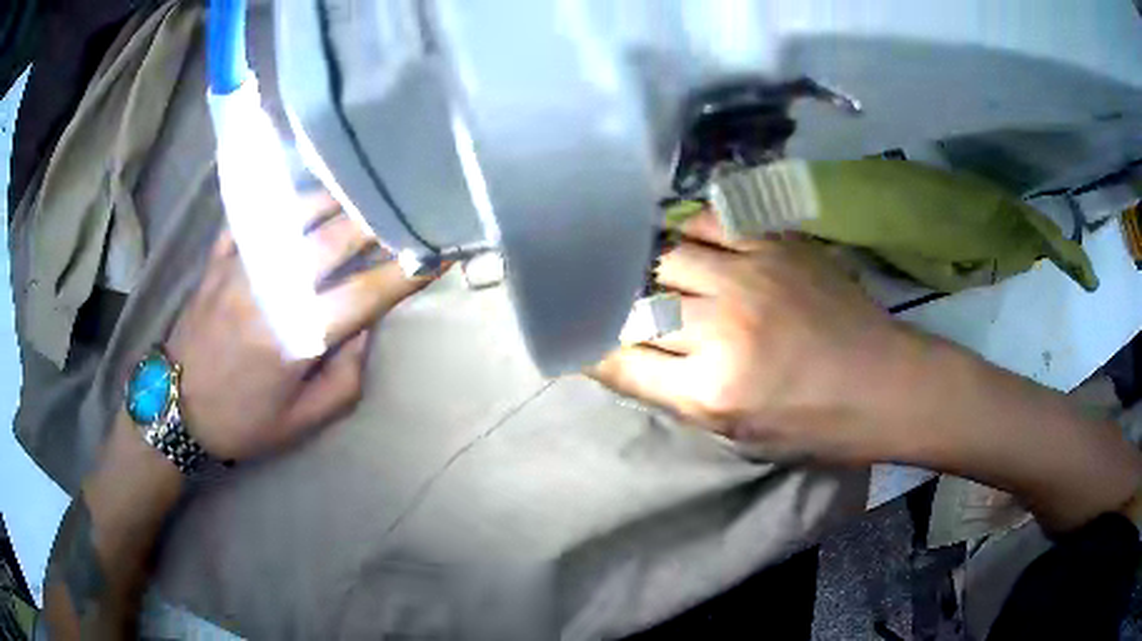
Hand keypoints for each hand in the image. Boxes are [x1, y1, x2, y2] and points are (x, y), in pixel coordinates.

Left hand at [165, 194, 435, 459]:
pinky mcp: (218, 258)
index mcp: (296, 339)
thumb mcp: (304, 421)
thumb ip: (346, 376)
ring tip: (358, 190)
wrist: (176, 407)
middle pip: (335, 240)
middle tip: (403, 208)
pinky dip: (280, 196)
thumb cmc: (244, 421)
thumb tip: (364, 326)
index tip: (437, 255)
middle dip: (376, 221)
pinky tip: (300, 189)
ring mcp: (240, 267)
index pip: (365, 296)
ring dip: (334, 199)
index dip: (406, 274)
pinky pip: (253, 212)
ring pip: (295, 214)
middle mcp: (271, 291)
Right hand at [592, 212, 909, 462]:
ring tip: (653, 274)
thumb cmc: (813, 424)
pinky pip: (711, 221)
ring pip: (666, 256)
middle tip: (618, 306)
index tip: (581, 339)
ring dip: (651, 269)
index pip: (620, 360)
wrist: (884, 383)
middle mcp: (723, 327)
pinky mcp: (776, 245)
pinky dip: (690, 231)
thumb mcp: (737, 433)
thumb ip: (673, 393)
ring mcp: (751, 277)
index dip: (592, 349)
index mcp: (711, 390)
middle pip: (637, 302)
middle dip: (618, 307)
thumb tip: (622, 355)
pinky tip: (691, 243)